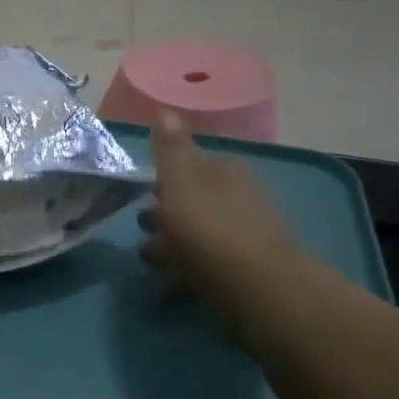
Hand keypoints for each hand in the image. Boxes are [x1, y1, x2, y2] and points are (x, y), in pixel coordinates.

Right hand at [139, 112, 296, 326]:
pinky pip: (207, 263)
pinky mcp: (245, 271)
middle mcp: (239, 198)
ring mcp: (244, 236)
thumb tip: (164, 109)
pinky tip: (170, 283)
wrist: (258, 290)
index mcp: (225, 172)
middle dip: (165, 213)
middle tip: (142, 229)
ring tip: (150, 260)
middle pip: (193, 200)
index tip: (141, 193)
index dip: (163, 178)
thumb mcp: (180, 182)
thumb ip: (170, 149)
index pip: (190, 165)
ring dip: (172, 244)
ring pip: (198, 233)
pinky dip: (186, 269)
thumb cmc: (209, 229)